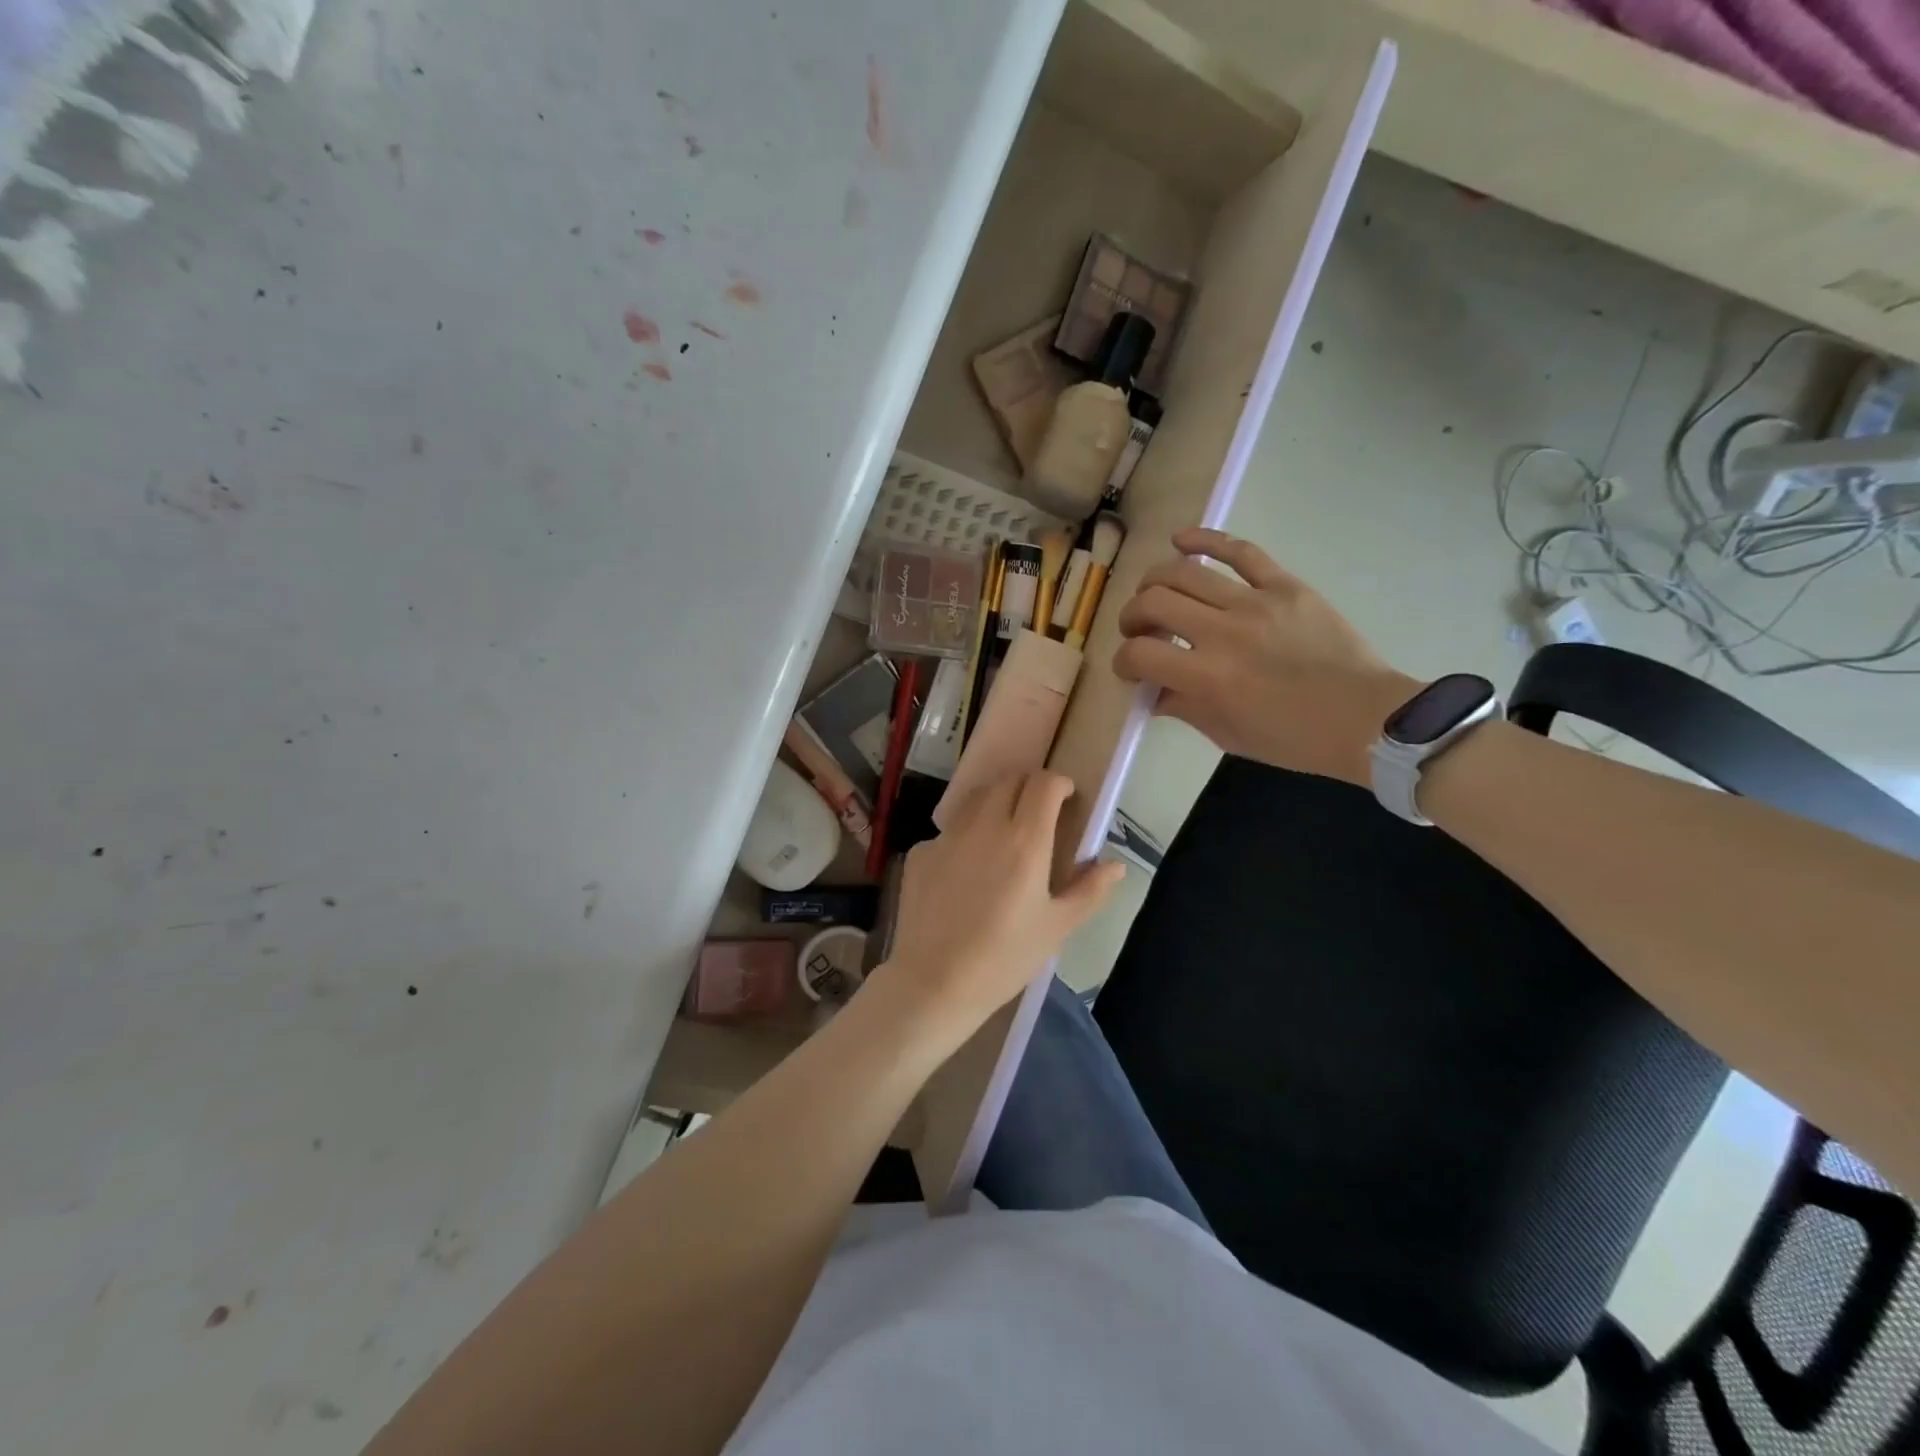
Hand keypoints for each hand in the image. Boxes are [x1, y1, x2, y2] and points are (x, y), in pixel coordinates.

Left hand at [873, 772, 1123, 1046]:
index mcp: (1025, 839)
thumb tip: (1115, 865)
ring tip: (1004, 832)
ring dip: (996, 801)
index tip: (1066, 799)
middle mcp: (984, 825)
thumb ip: (1090, 890)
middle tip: (1038, 812)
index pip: (1044, 783)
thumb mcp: (1057, 927)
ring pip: (976, 798)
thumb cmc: (1005, 957)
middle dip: (1028, 786)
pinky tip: (966, 870)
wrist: (934, 982)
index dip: (1059, 784)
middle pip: (1009, 780)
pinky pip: (950, 830)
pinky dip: (965, 836)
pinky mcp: (920, 851)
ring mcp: (947, 835)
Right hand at [1112, 527, 1418, 785]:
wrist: (1368, 719)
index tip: (1130, 669)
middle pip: (1153, 603)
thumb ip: (1183, 708)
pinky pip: (1241, 550)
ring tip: (1154, 595)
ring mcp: (1256, 602)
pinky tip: (1181, 540)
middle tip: (1138, 631)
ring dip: (1155, 582)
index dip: (1123, 661)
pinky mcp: (1285, 585)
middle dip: (1132, 617)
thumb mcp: (1228, 735)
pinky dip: (1205, 540)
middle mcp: (1224, 632)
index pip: (1139, 654)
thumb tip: (1153, 692)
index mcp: (1208, 677)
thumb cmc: (1295, 740)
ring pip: (1185, 572)